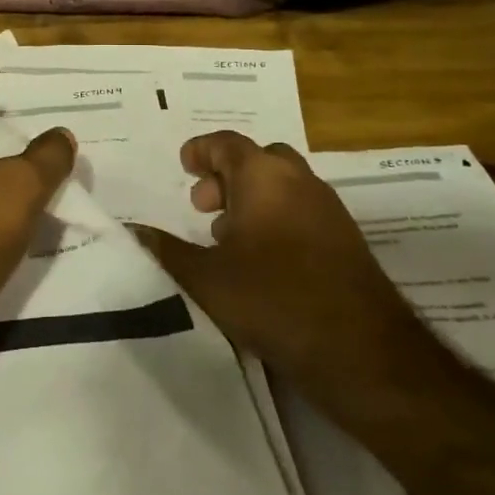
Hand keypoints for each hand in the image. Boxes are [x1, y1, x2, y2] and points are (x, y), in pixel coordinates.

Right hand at [132, 132, 433, 391]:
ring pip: (282, 185)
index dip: (201, 150)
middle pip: (258, 160)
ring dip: (251, 198)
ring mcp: (328, 209)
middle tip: (202, 205)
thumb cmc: (273, 300)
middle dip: (227, 175)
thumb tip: (132, 230)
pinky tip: (260, 260)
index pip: (227, 143)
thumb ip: (166, 250)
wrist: (362, 351)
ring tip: (225, 235)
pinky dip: (275, 217)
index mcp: (263, 176)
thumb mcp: (206, 278)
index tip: (184, 164)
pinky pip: (301, 210)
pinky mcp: (345, 240)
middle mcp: (299, 181)